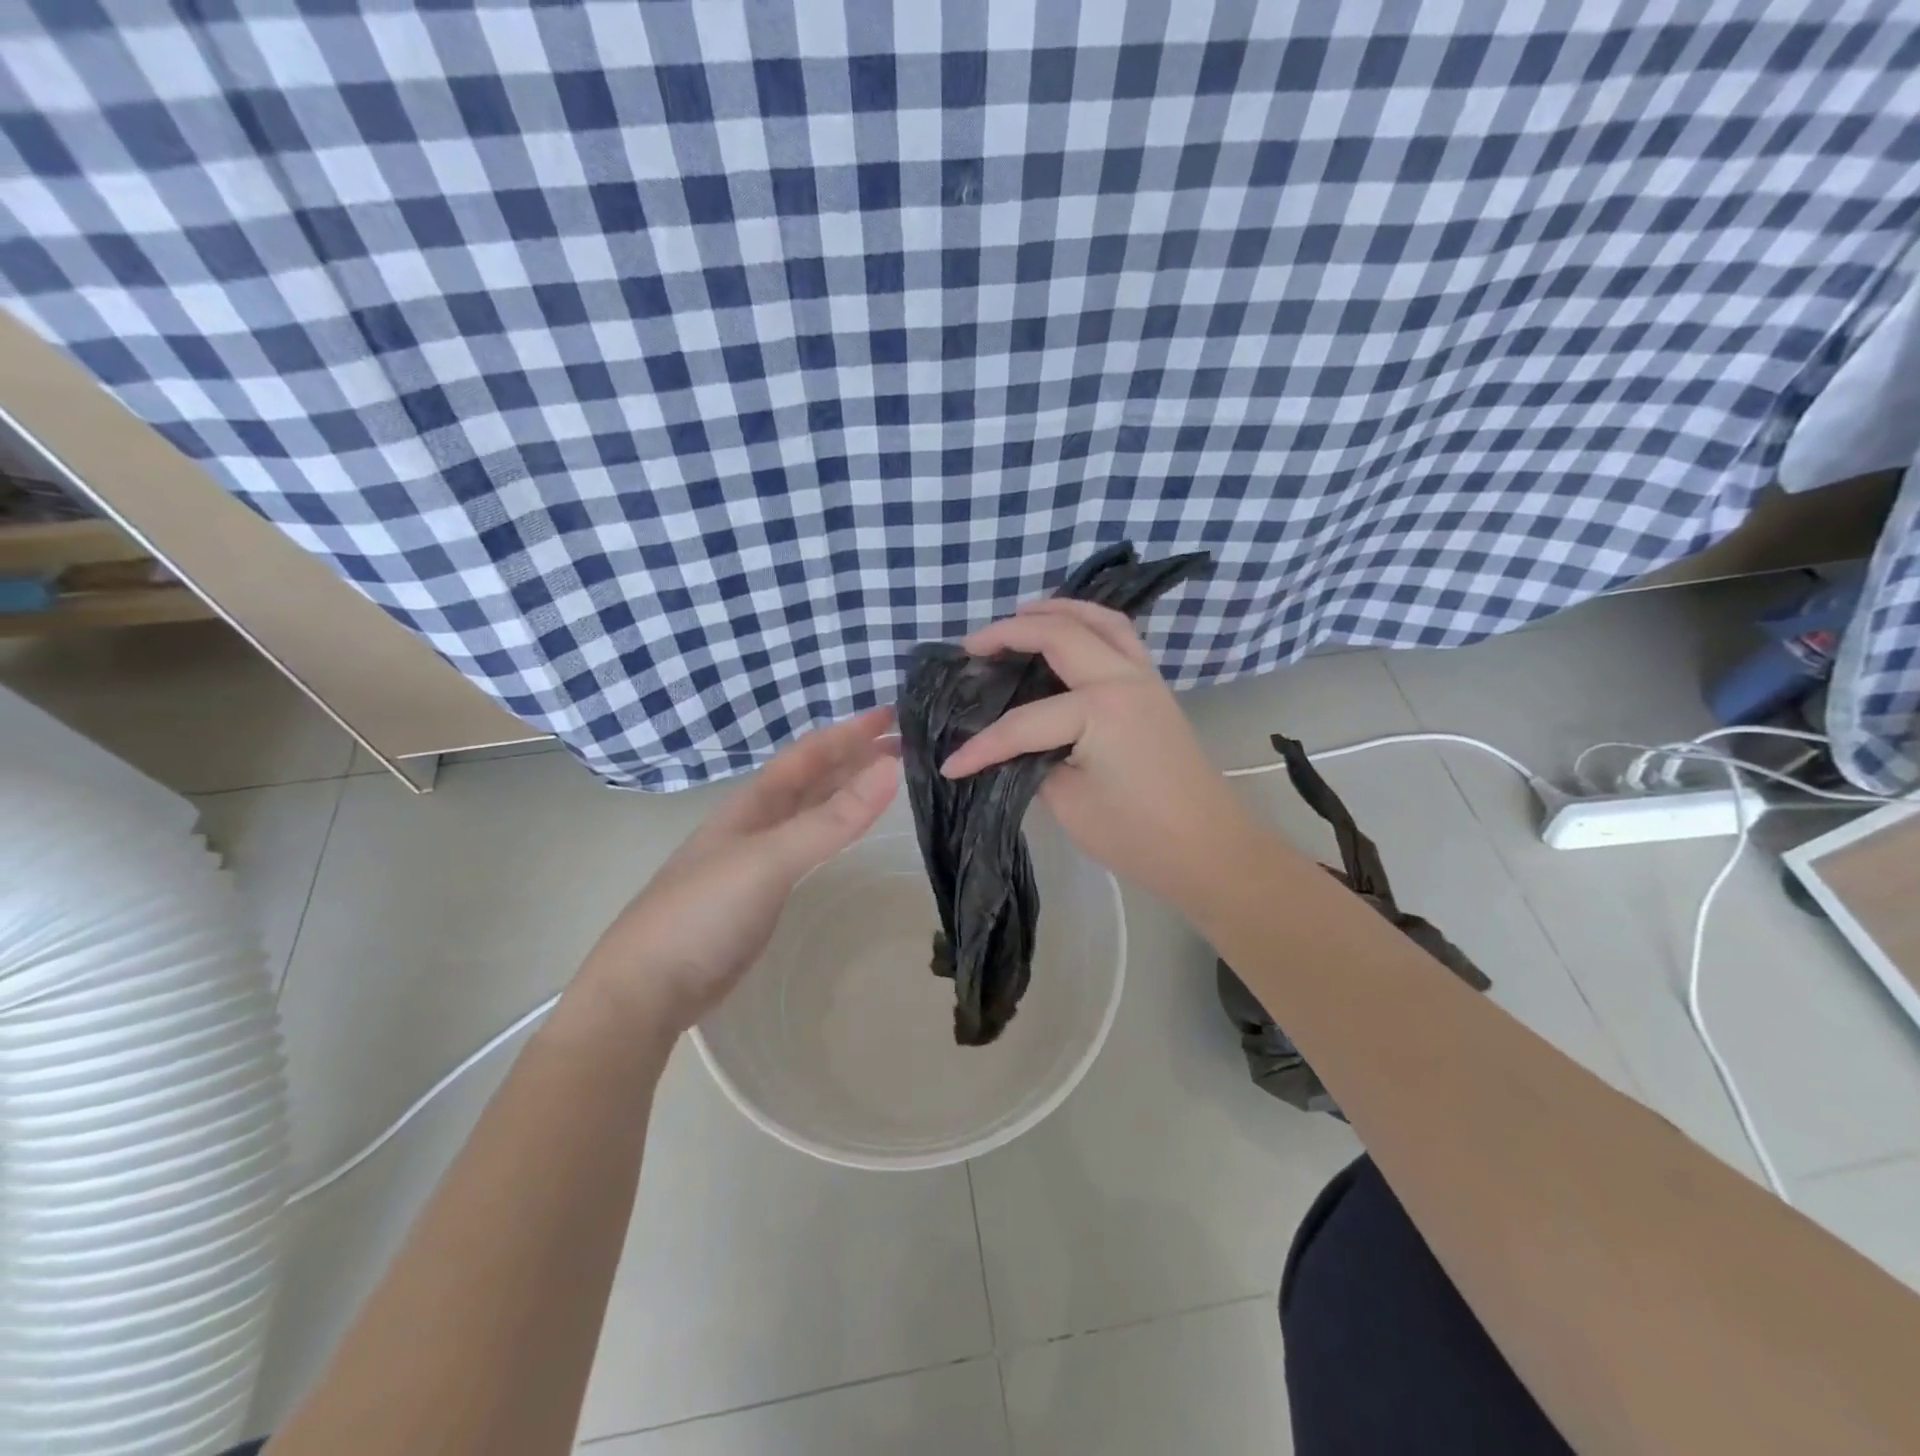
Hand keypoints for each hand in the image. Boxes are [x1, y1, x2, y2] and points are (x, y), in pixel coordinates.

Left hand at [578, 708, 899, 1035]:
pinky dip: (834, 829)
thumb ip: (830, 820)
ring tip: (887, 777)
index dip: (849, 732)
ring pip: (810, 811)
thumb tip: (889, 770)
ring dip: (846, 790)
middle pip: (812, 778)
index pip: (809, 755)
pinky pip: (809, 846)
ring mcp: (757, 859)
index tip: (894, 714)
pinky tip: (847, 832)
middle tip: (905, 744)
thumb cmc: (703, 912)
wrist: (648, 988)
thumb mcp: (769, 859)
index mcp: (753, 804)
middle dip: (854, 757)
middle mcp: (756, 823)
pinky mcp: (763, 893)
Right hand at [936, 600, 1261, 906]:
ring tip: (1019, 617)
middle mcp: (1123, 678)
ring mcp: (1145, 677)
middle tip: (972, 646)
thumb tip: (1013, 745)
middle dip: (1010, 633)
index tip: (949, 766)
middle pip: (1060, 635)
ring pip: (1099, 620)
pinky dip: (1088, 624)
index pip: (1023, 722)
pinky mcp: (1154, 687)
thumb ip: (1033, 762)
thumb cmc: (1138, 835)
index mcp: (1100, 710)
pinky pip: (1119, 637)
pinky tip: (1067, 635)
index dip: (982, 746)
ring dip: (1057, 611)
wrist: (1208, 849)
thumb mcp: (1070, 803)